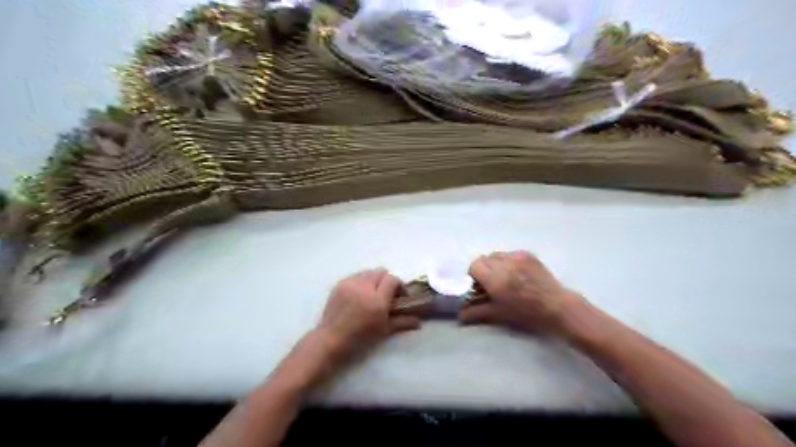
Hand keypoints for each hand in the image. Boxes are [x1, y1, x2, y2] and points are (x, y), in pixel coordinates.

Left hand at [318, 269, 422, 358]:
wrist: (331, 339)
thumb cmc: (360, 338)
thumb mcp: (384, 331)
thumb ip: (402, 322)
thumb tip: (419, 322)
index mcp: (377, 300)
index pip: (392, 279)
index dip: (399, 285)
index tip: (400, 296)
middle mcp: (364, 288)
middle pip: (381, 272)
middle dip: (387, 281)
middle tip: (386, 294)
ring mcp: (350, 284)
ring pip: (368, 272)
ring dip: (374, 280)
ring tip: (372, 294)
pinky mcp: (340, 284)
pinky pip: (355, 276)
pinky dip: (361, 281)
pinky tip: (359, 294)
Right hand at [461, 252, 582, 334]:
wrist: (557, 306)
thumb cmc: (526, 314)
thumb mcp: (499, 314)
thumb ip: (476, 312)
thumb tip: (460, 315)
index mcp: (496, 279)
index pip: (474, 265)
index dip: (474, 275)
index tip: (480, 286)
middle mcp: (505, 264)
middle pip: (484, 258)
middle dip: (484, 269)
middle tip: (491, 283)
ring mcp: (518, 257)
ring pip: (497, 255)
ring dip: (495, 264)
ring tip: (504, 277)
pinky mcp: (528, 254)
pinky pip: (510, 254)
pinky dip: (508, 262)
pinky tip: (516, 274)